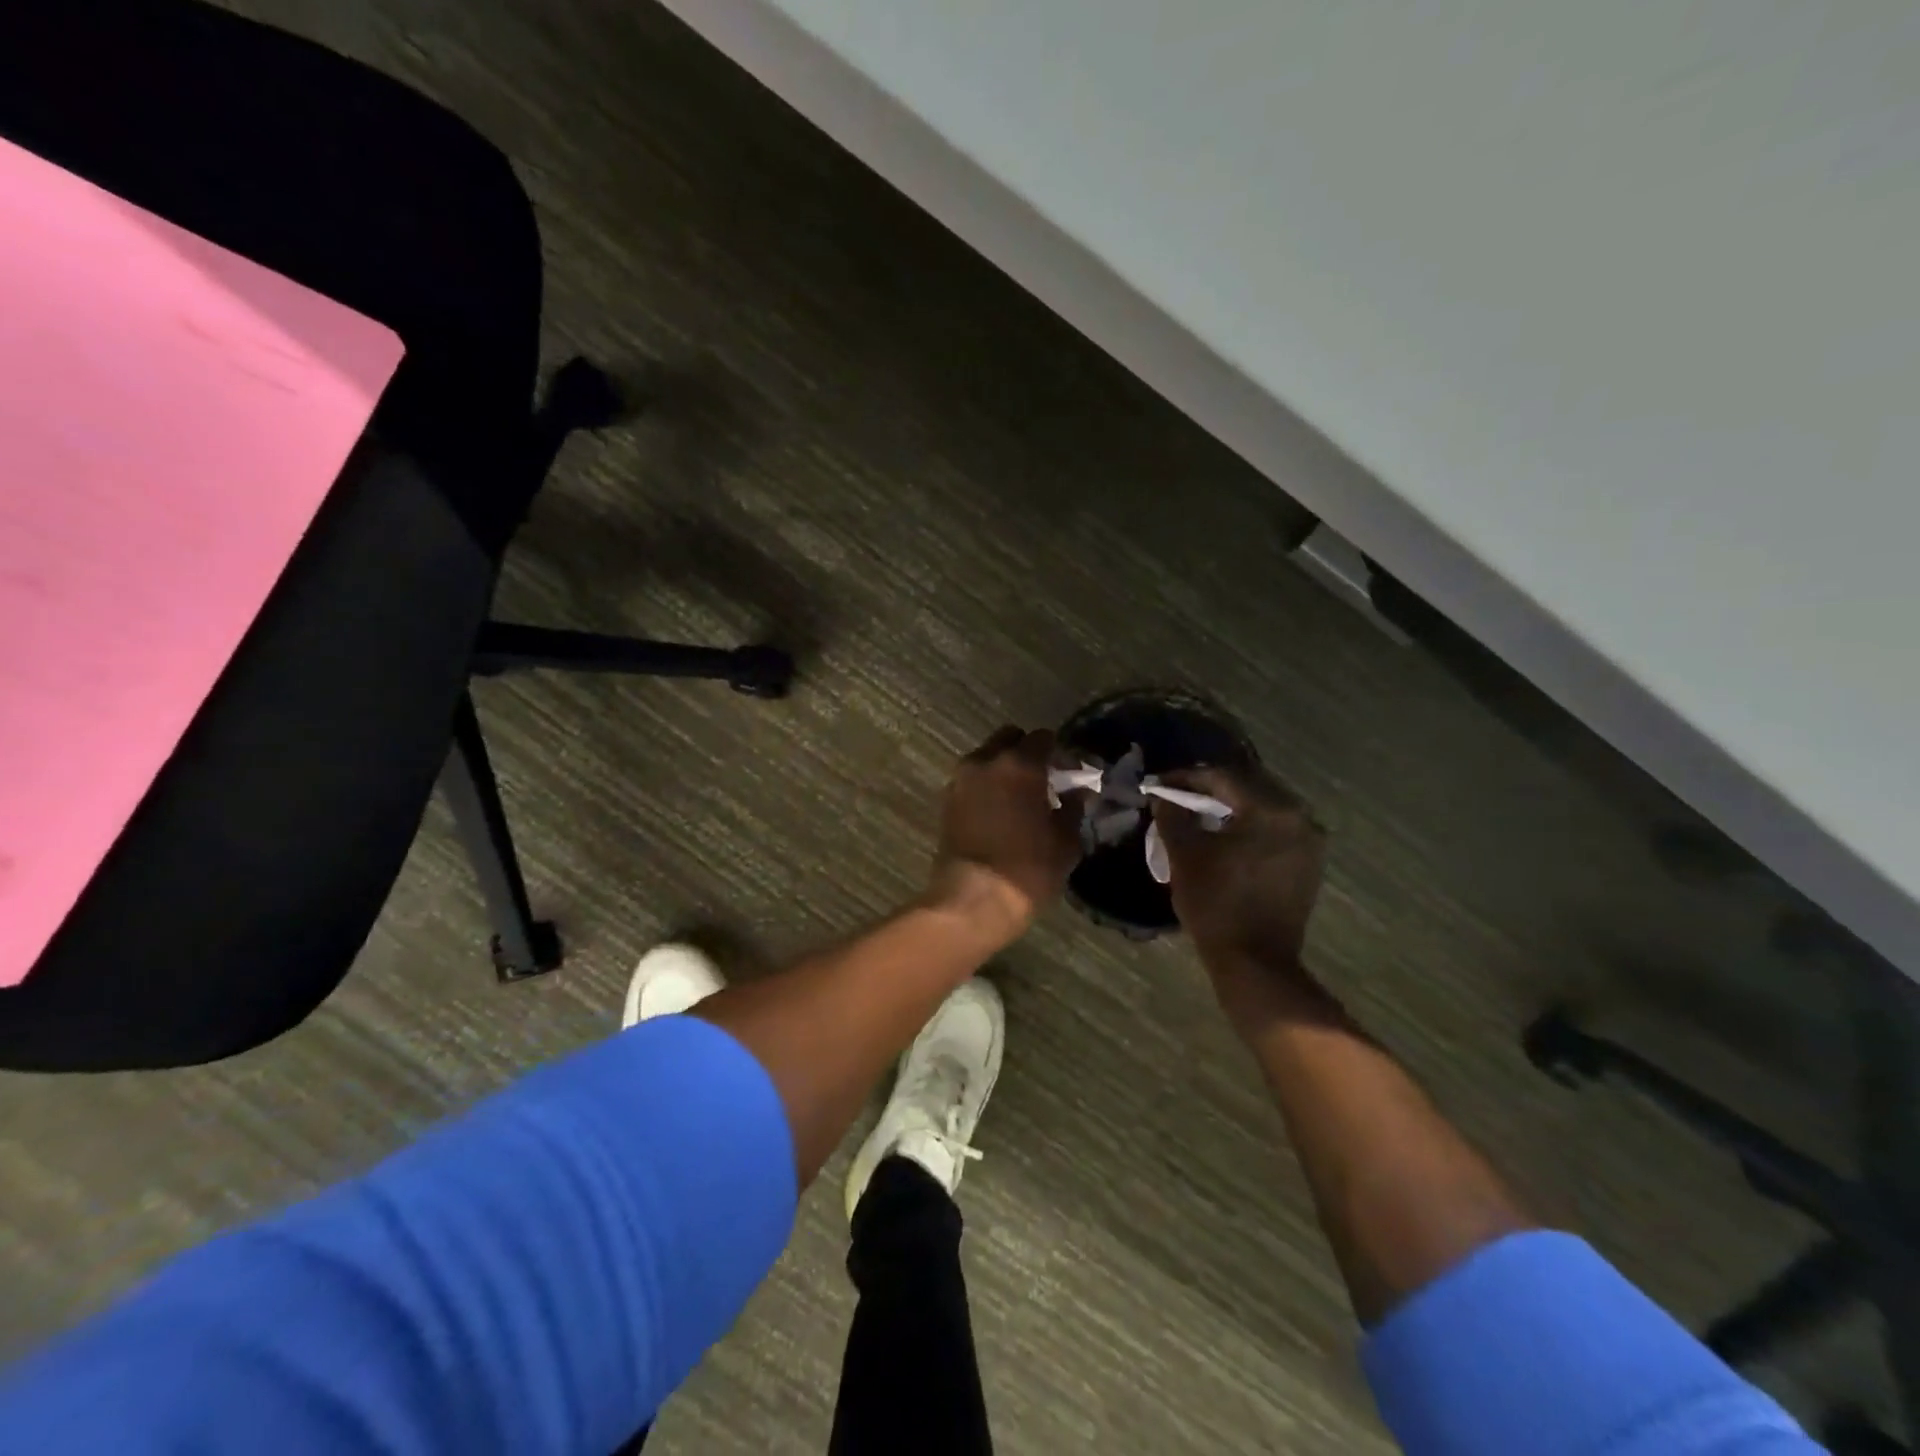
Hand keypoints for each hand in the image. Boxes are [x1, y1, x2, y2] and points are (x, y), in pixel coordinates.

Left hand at [925, 726, 1080, 943]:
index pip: (1042, 738)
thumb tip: (1078, 792)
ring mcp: (961, 780)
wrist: (973, 898)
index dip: (1057, 752)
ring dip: (1002, 769)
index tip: (1067, 772)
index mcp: (1020, 764)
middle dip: (1025, 752)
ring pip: (986, 758)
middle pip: (1008, 739)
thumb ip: (1072, 808)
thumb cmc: (1028, 868)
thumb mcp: (1065, 841)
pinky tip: (997, 811)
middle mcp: (986, 761)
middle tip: (1041, 779)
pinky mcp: (946, 800)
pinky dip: (985, 787)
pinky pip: (971, 781)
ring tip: (1017, 798)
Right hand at [1153, 765, 1325, 977]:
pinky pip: (1276, 829)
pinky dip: (1250, 826)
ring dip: (1231, 807)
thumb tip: (1163, 797)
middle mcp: (1299, 817)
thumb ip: (1172, 816)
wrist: (1255, 962)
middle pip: (1248, 787)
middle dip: (1210, 789)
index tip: (1159, 784)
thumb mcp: (1184, 854)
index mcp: (1270, 809)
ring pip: (1263, 807)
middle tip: (1178, 795)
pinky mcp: (1310, 862)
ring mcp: (1310, 841)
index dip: (1186, 778)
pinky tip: (1227, 837)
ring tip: (1200, 816)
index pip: (1222, 778)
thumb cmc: (1215, 903)